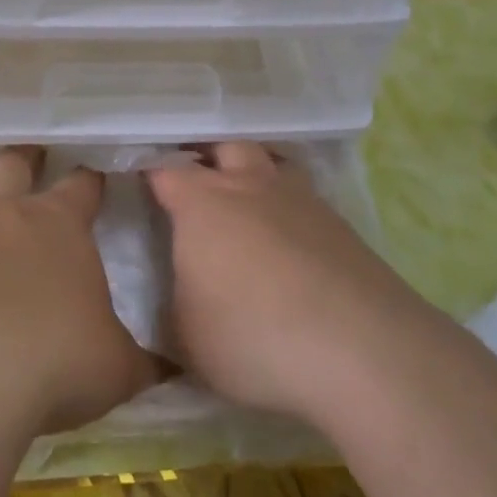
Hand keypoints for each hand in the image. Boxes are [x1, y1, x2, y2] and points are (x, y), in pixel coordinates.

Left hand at [0, 148, 159, 434]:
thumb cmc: (53, 364)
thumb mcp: (115, 369)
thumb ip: (141, 361)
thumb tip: (170, 367)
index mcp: (57, 225)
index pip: (81, 185)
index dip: (90, 182)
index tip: (95, 182)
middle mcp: (0, 216)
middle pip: (11, 164)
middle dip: (23, 160)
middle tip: (30, 163)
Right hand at [147, 143, 421, 420]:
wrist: (360, 349)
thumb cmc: (252, 337)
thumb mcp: (186, 340)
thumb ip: (171, 309)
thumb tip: (175, 298)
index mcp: (203, 204)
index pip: (164, 170)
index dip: (148, 174)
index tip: (136, 185)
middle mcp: (251, 186)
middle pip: (225, 147)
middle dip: (206, 157)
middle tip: (194, 182)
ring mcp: (301, 200)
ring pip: (272, 164)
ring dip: (253, 175)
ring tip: (245, 205)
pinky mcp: (340, 225)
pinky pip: (304, 200)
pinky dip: (289, 210)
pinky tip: (289, 242)